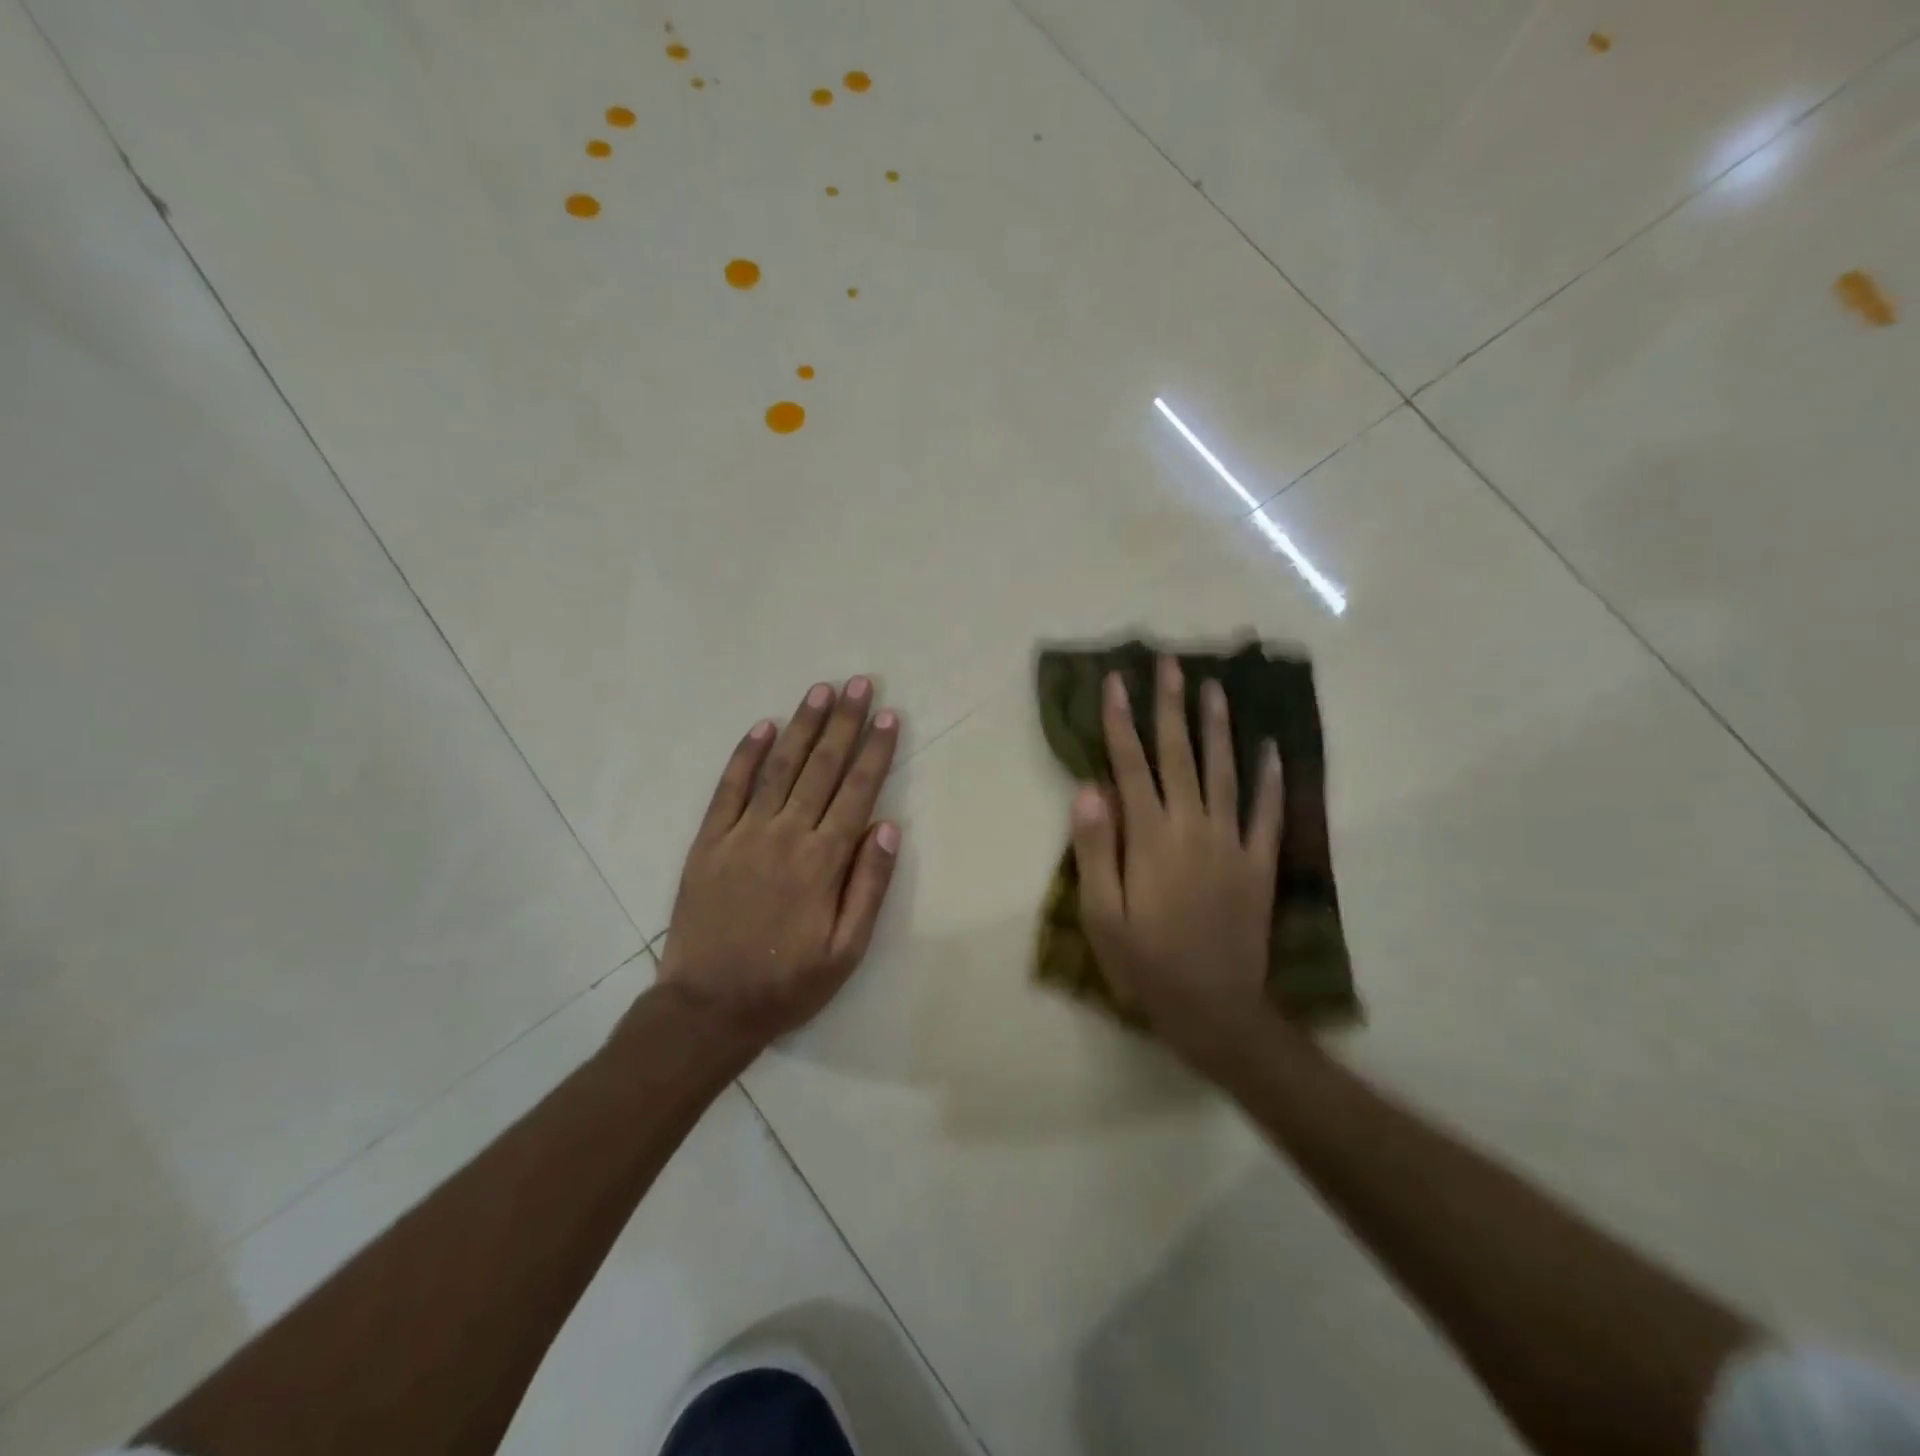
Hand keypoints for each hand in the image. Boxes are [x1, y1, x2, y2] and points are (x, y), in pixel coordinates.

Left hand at [654, 677, 901, 1048]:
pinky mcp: (709, 842)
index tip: (889, 716)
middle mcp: (785, 836)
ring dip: (801, 726)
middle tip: (860, 684)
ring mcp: (743, 834)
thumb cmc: (787, 983)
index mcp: (822, 862)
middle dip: (844, 723)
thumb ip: (868, 887)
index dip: (875, 752)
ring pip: (779, 768)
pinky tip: (762, 727)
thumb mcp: (846, 951)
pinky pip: (729, 789)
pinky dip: (746, 755)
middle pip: (821, 768)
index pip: (857, 792)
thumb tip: (888, 828)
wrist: (708, 1008)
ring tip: (820, 691)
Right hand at [1069, 656, 1284, 1074]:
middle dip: (1171, 706)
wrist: (1214, 1009)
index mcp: (1150, 838)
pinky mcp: (1258, 864)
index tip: (1116, 681)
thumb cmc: (1146, 964)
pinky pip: (1267, 814)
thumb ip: (1095, 849)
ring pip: (1225, 772)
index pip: (1131, 765)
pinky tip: (1272, 750)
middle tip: (1171, 663)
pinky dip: (1271, 780)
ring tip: (1216, 689)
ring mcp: (1231, 843)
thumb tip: (1089, 788)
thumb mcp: (1102, 915)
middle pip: (1179, 755)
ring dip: (1219, 728)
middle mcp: (1193, 827)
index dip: (1120, 721)